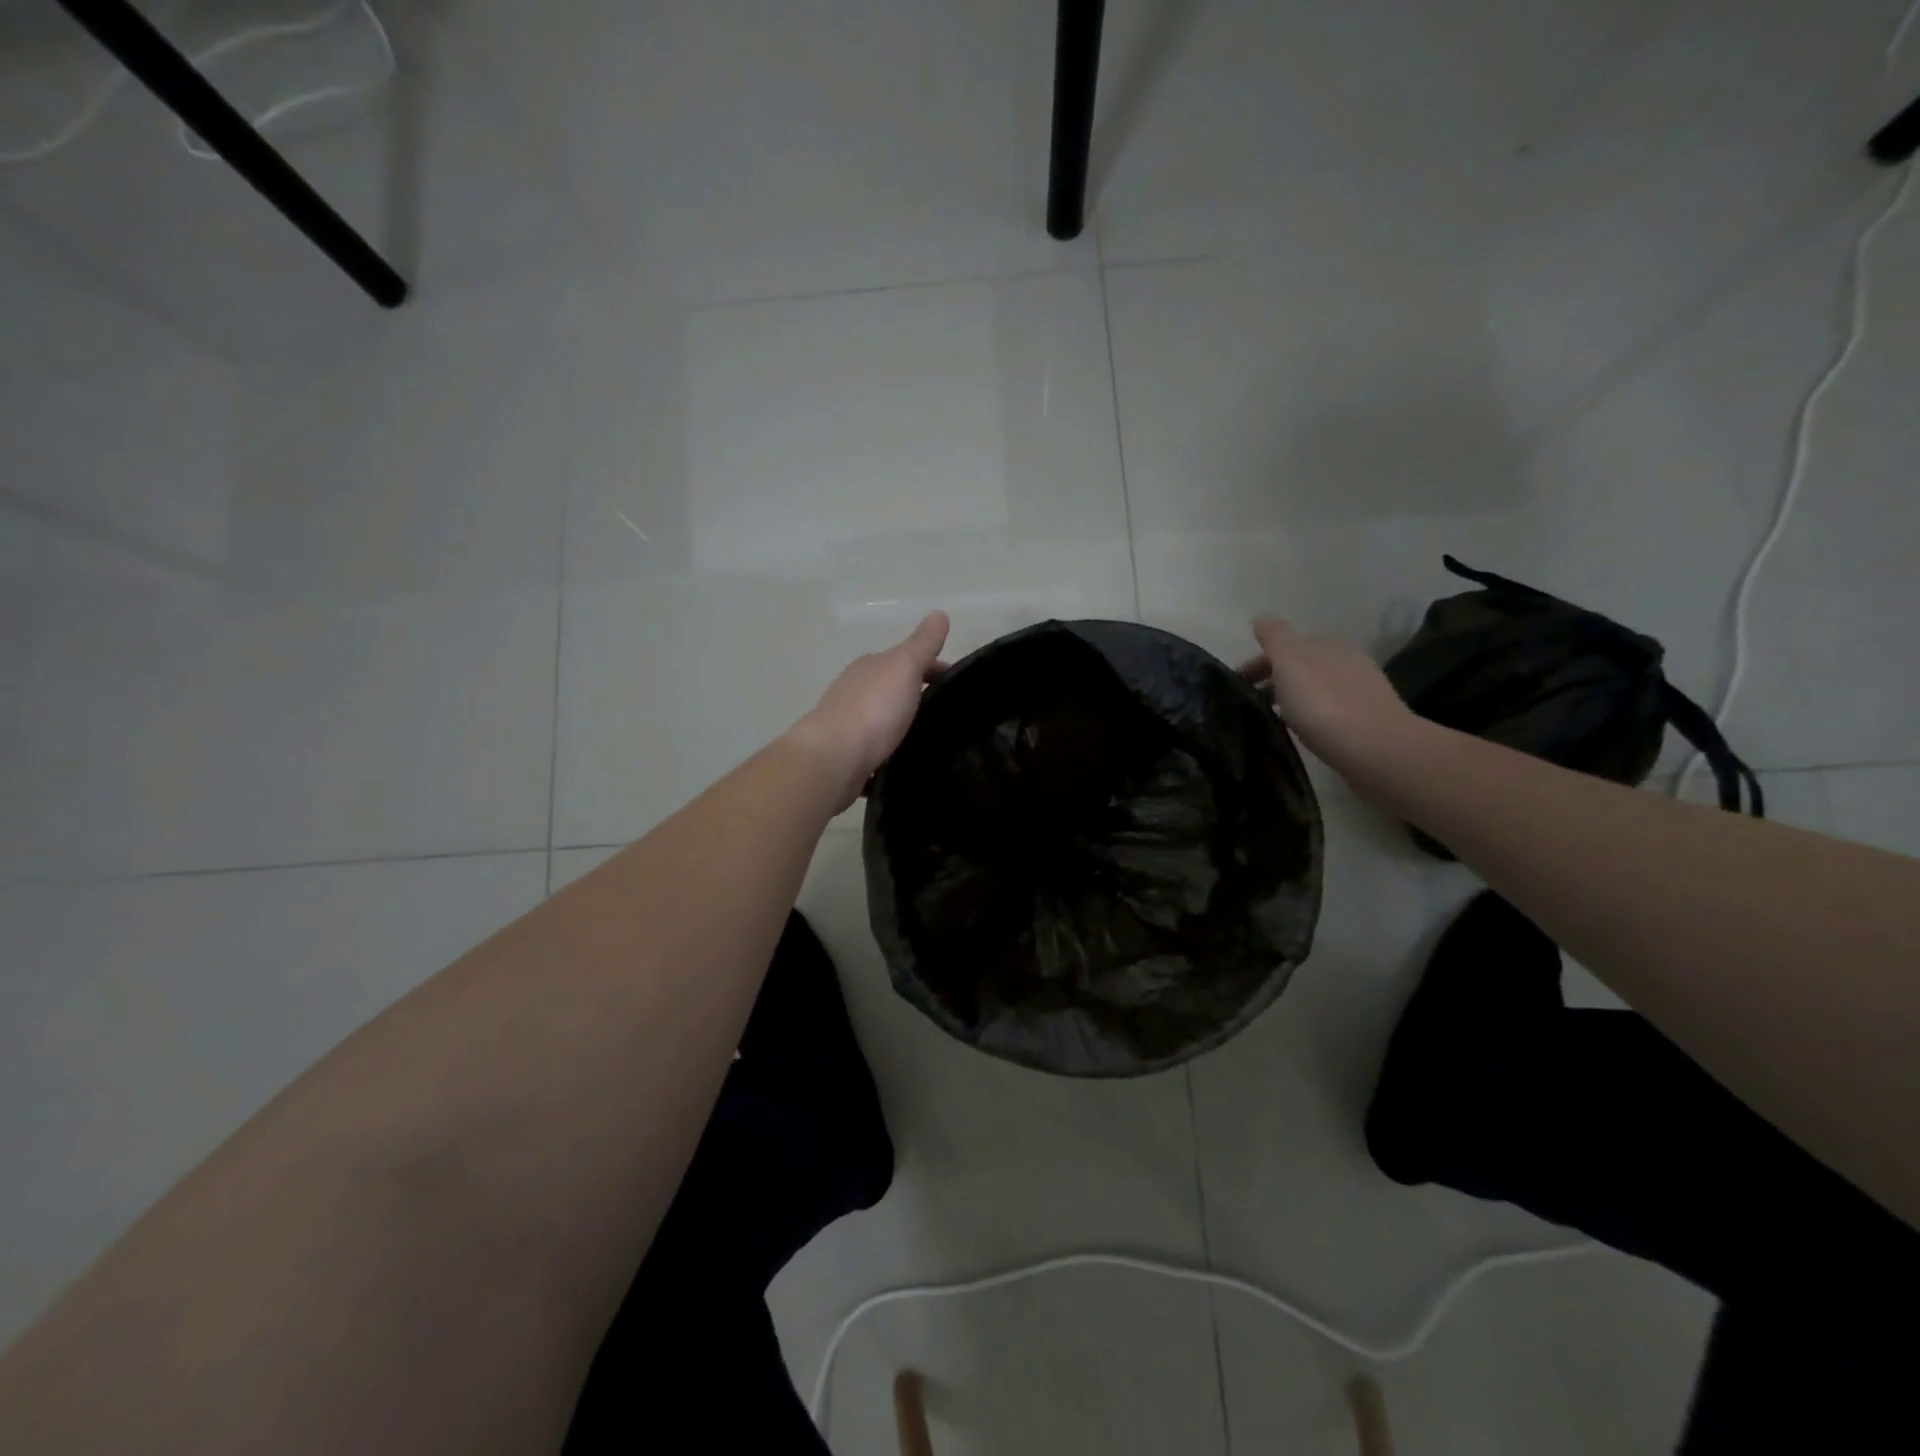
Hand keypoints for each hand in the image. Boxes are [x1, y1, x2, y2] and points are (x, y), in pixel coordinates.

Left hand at [787, 611, 950, 810]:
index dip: (933, 668)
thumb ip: (923, 643)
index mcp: (870, 667)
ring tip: (933, 739)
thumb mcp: (904, 666)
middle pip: (894, 688)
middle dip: (919, 696)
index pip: (907, 660)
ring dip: (904, 723)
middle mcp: (856, 691)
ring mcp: (850, 725)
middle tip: (950, 714)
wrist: (835, 758)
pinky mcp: (850, 755)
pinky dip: (891, 750)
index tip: (957, 686)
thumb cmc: (874, 708)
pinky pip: (877, 749)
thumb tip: (940, 613)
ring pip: (884, 719)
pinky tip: (907, 760)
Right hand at [1240, 617, 1417, 777]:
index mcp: (1327, 644)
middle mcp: (1346, 661)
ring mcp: (1359, 690)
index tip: (1237, 685)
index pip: (1285, 646)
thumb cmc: (1324, 703)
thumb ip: (1274, 637)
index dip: (1258, 663)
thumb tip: (1261, 619)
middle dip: (1273, 679)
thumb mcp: (1290, 661)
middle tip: (1248, 703)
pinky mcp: (1366, 720)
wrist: (1375, 749)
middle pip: (1300, 666)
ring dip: (1291, 697)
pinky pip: (1327, 709)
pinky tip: (1301, 728)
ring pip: (1314, 688)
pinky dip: (1309, 714)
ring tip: (1270, 717)